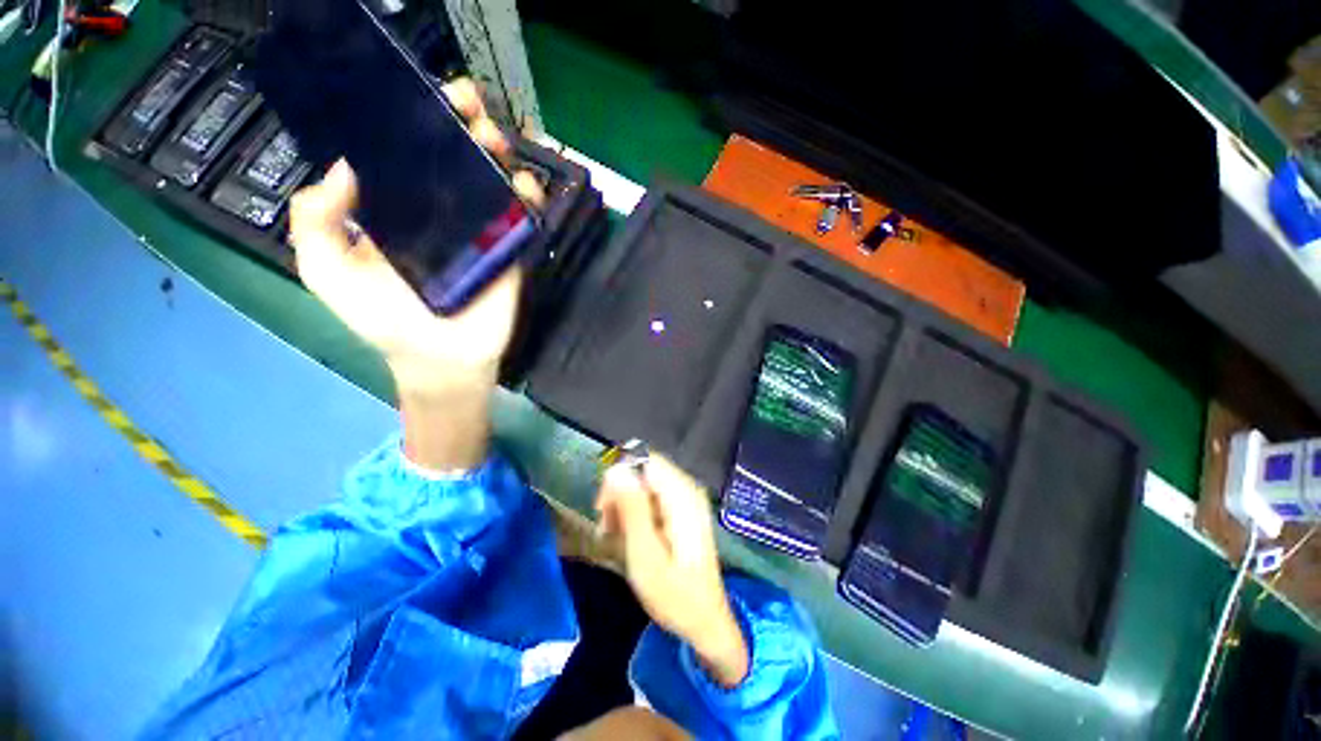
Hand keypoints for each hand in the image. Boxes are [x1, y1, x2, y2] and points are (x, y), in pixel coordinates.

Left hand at [287, 79, 543, 392]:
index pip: (410, 151)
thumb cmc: (385, 322)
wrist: (441, 360)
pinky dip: (529, 194)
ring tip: (491, 139)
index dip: (417, 118)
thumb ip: (317, 223)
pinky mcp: (511, 249)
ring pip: (495, 177)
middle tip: (466, 106)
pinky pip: (525, 215)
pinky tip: (522, 185)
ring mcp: (482, 229)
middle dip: (464, 121)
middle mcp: (443, 209)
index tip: (423, 95)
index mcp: (400, 207)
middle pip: (458, 154)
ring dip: (497, 149)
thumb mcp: (328, 273)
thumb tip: (342, 167)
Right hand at [596, 456, 749, 686]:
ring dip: (624, 503)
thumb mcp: (645, 555)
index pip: (645, 459)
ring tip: (613, 535)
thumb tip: (615, 469)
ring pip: (644, 482)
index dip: (620, 476)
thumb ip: (631, 509)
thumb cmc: (675, 596)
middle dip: (619, 492)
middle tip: (606, 526)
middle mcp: (686, 488)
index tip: (604, 508)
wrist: (706, 622)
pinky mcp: (681, 510)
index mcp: (681, 495)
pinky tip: (628, 535)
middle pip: (643, 469)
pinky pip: (651, 496)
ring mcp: (686, 498)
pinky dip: (635, 511)